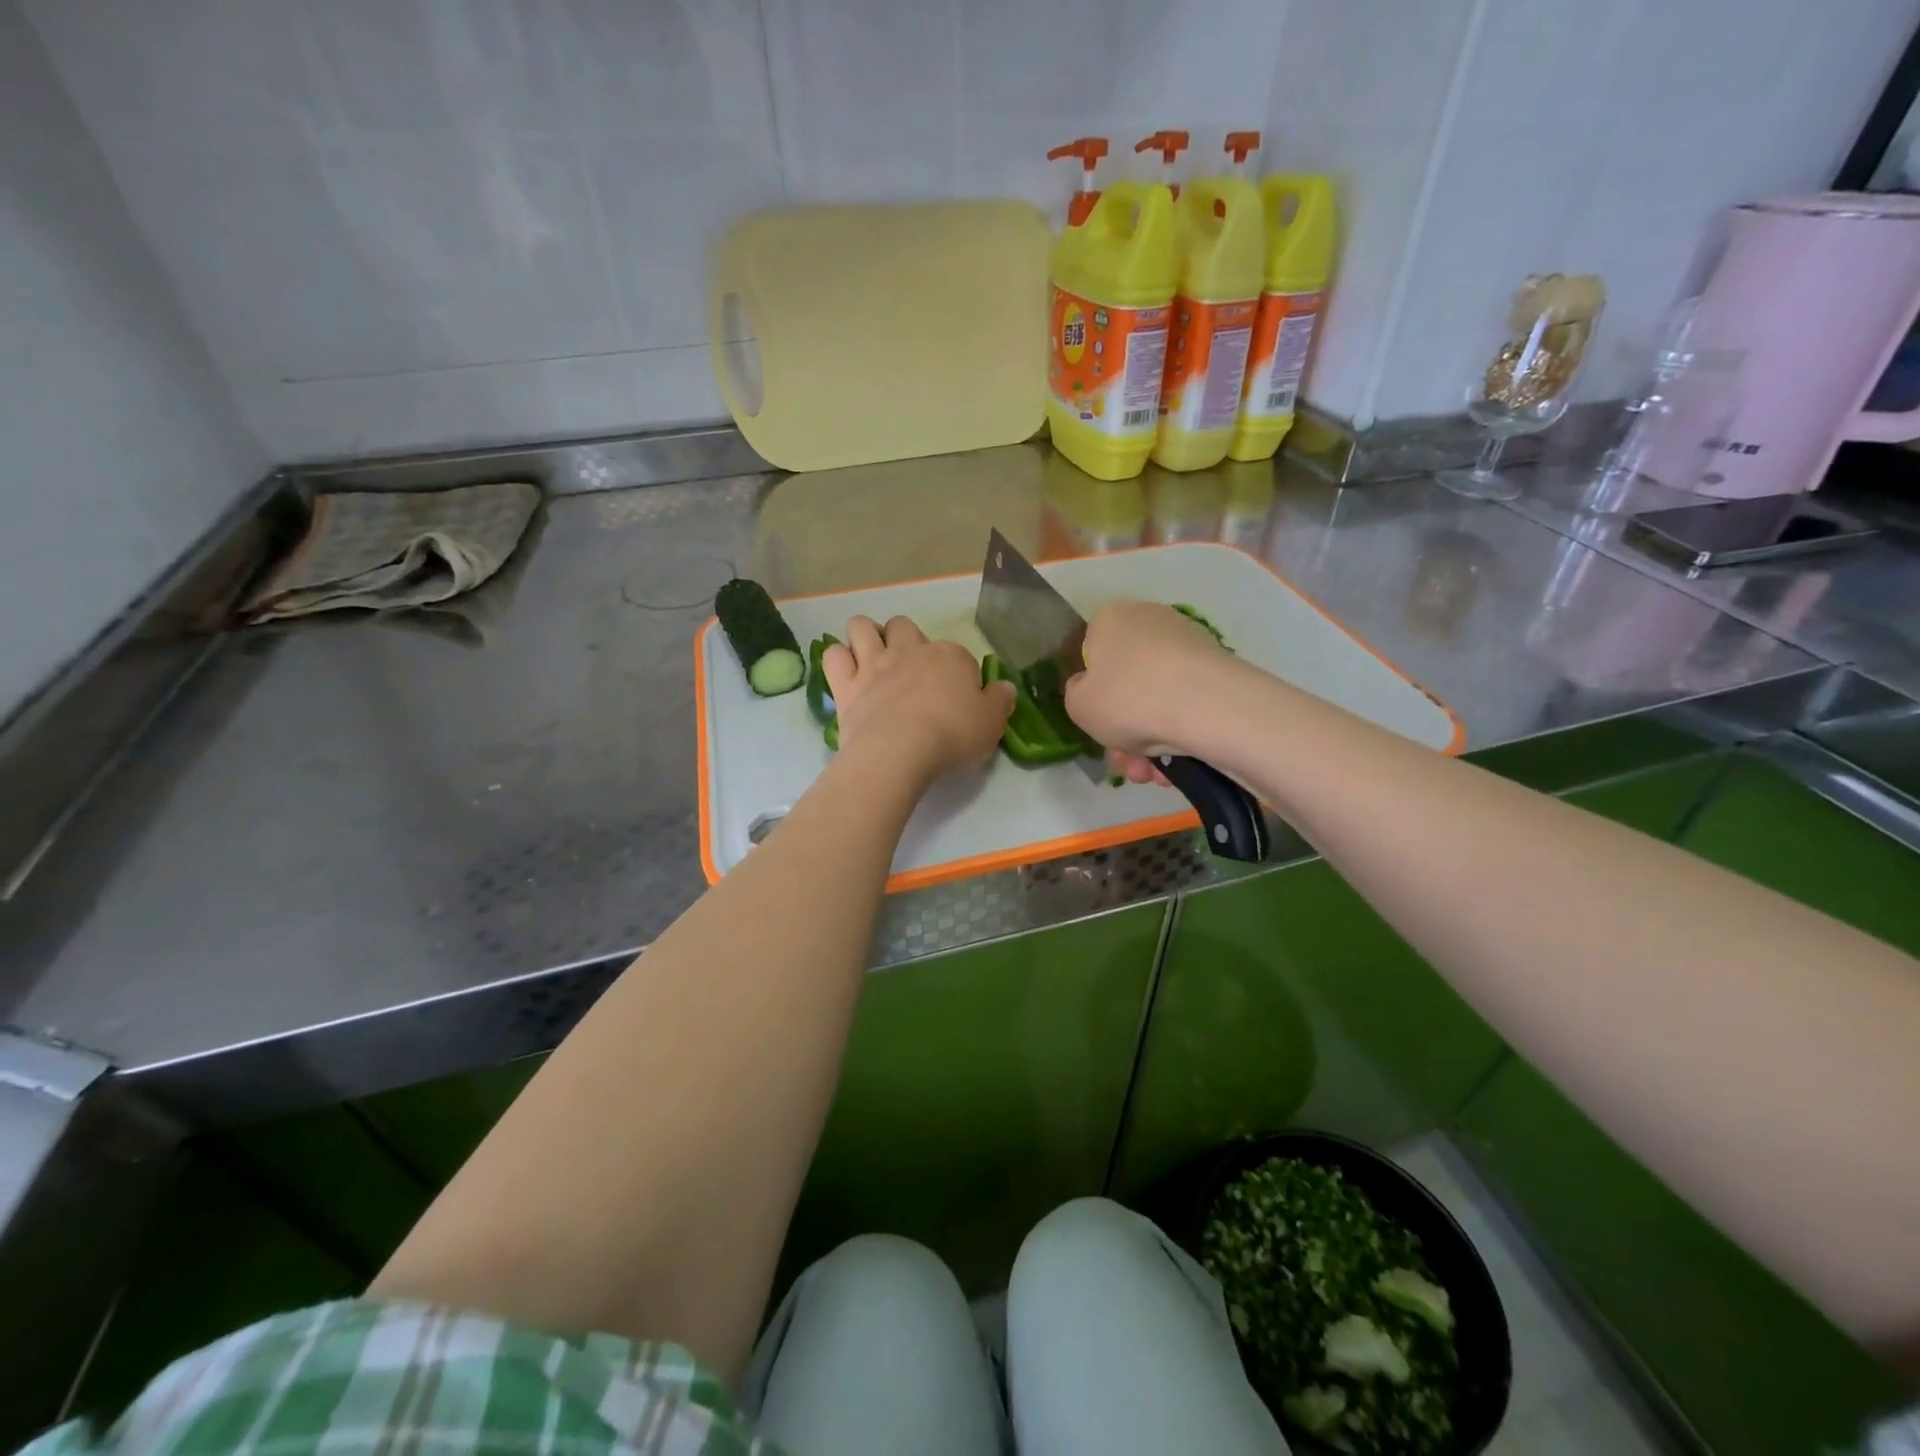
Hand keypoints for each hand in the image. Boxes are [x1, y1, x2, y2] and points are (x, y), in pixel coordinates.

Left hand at [823, 616, 1014, 787]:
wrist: (900, 750)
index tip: (958, 697)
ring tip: (870, 657)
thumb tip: (1005, 687)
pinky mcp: (845, 684)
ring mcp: (873, 664)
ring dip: (865, 635)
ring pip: (862, 626)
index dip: (957, 673)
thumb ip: (1000, 701)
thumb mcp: (992, 723)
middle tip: (908, 668)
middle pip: (904, 626)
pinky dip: (838, 659)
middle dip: (904, 639)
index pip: (957, 655)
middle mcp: (910, 650)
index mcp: (950, 657)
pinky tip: (845, 672)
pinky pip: (833, 656)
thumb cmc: (952, 735)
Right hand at [1064, 601, 1235, 772]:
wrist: (1206, 706)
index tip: (1099, 723)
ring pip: (1157, 699)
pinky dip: (1179, 734)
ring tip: (1152, 775)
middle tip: (1126, 763)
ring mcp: (1189, 644)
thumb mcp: (1078, 705)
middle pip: (1128, 683)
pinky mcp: (1219, 669)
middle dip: (1125, 730)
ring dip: (1149, 742)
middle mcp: (1151, 621)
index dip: (1093, 693)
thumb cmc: (1128, 699)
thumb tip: (1091, 689)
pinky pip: (1186, 704)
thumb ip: (1076, 694)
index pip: (1092, 654)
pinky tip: (1177, 766)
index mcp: (1111, 619)